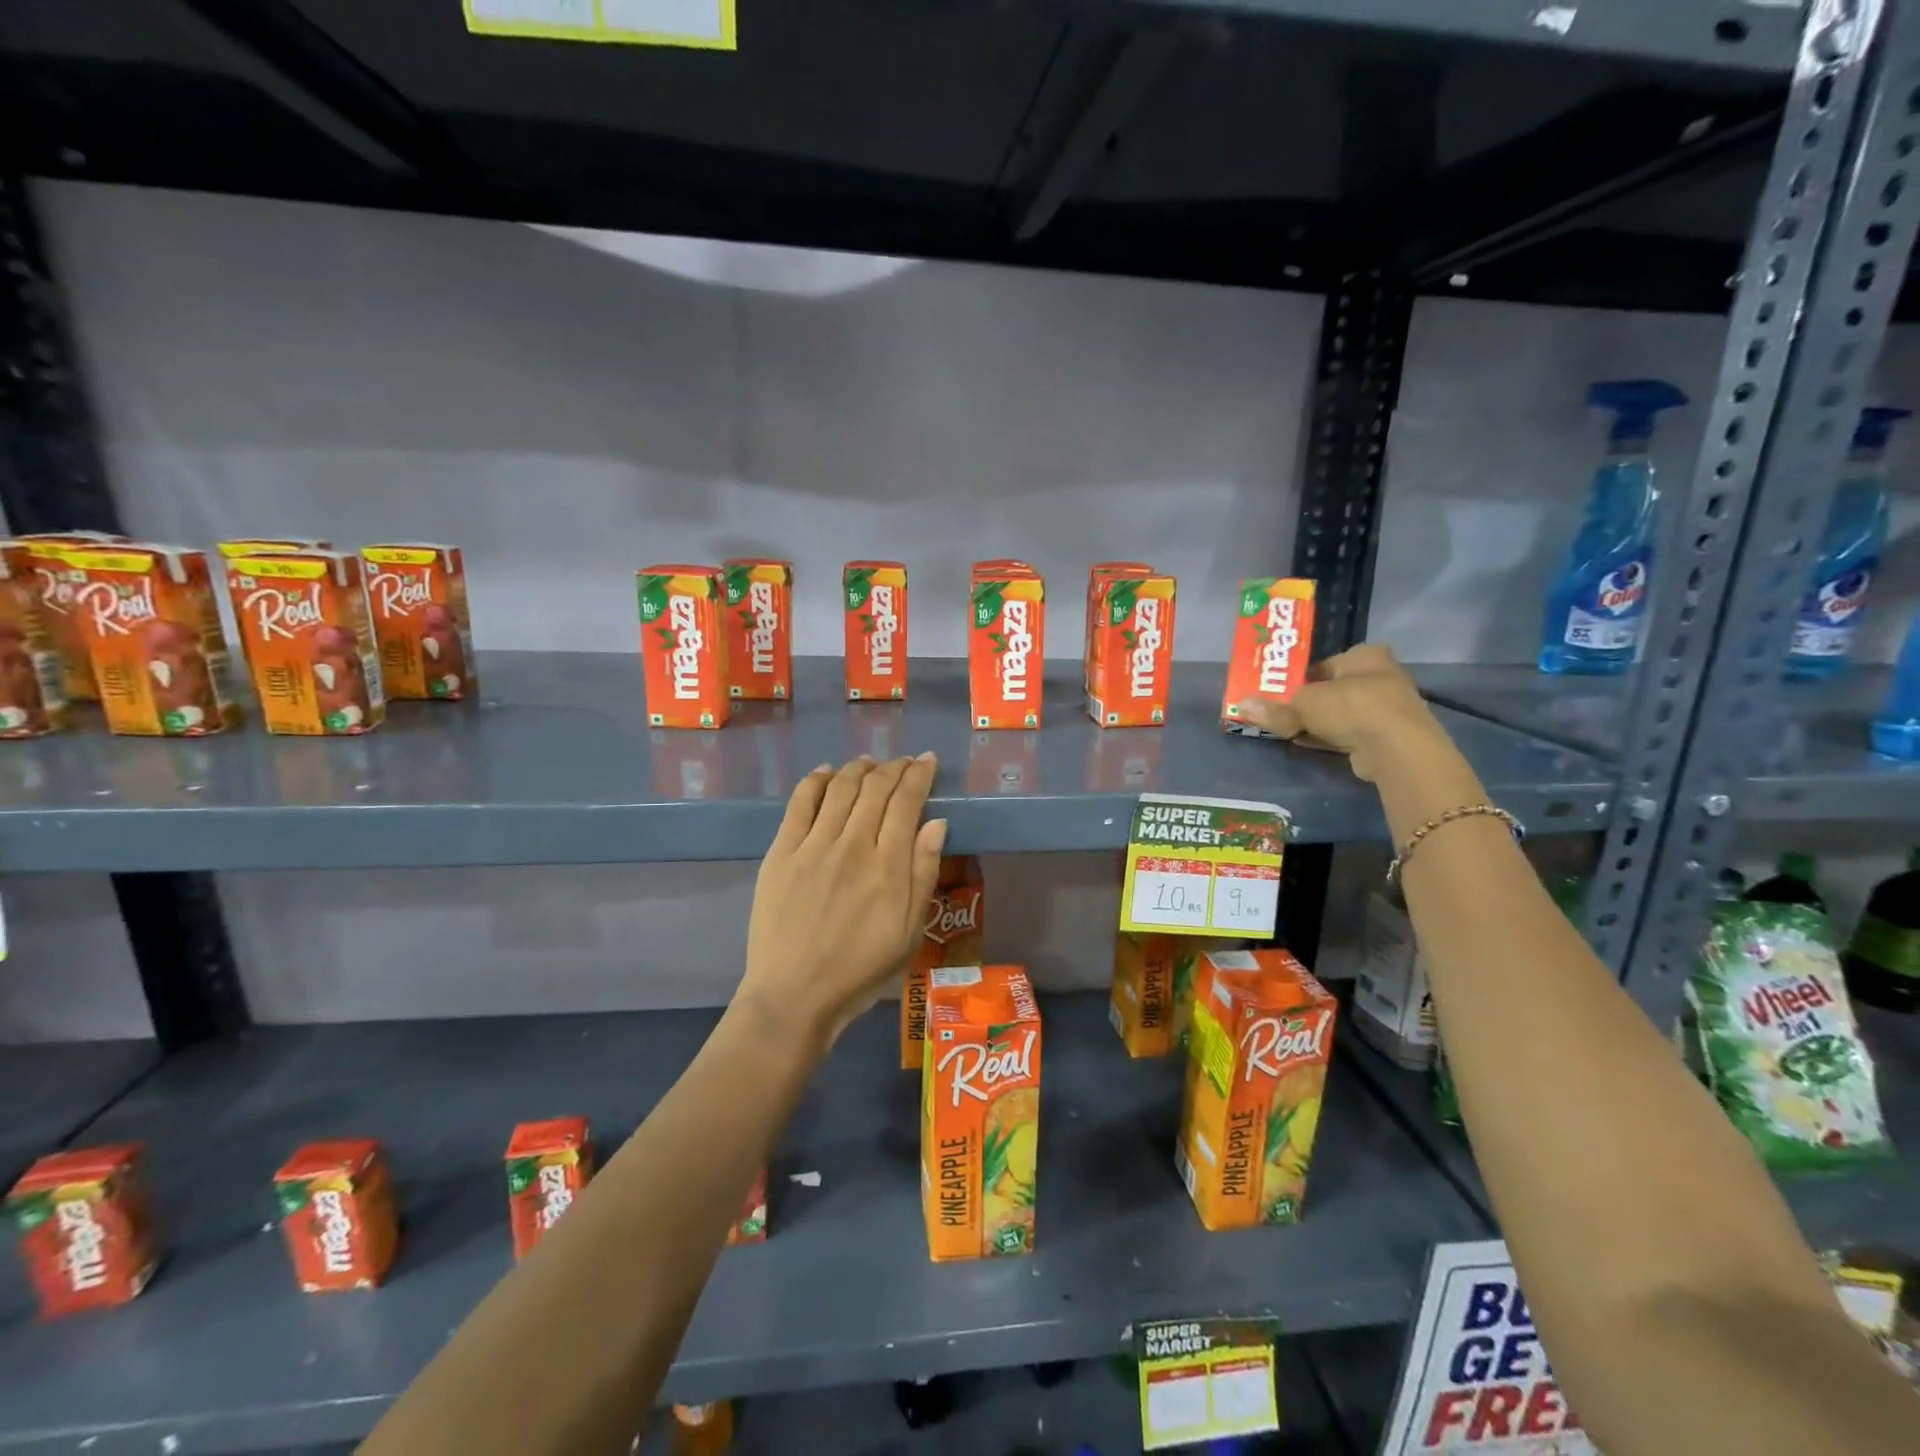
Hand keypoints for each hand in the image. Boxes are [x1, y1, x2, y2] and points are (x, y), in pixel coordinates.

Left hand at [739, 755, 946, 1051]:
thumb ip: (924, 873)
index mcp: (887, 866)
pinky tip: (827, 772)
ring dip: (859, 768)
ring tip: (870, 762)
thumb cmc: (860, 969)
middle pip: (875, 788)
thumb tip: (938, 822)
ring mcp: (813, 845)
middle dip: (894, 767)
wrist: (794, 994)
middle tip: (904, 761)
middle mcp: (852, 845)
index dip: (919, 775)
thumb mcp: (909, 931)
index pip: (907, 802)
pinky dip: (816, 780)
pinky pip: (800, 803)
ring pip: (840, 788)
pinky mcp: (782, 852)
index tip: (928, 761)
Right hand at [1235, 644, 1449, 782]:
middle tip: (1281, 711)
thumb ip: (1274, 708)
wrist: (1397, 747)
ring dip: (1319, 722)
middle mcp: (1381, 675)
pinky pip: (1351, 732)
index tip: (1279, 691)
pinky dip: (1331, 737)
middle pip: (1333, 688)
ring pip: (1342, 712)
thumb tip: (1241, 705)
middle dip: (1309, 701)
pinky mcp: (1388, 735)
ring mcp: (1388, 707)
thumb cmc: (1351, 707)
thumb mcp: (1303, 705)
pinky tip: (1309, 743)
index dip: (1300, 677)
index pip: (1324, 663)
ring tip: (1290, 729)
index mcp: (1365, 655)